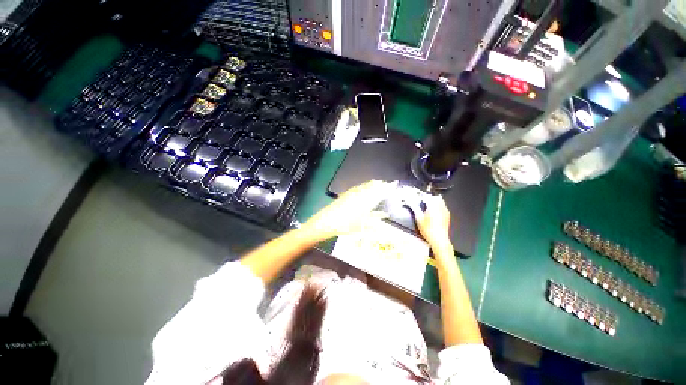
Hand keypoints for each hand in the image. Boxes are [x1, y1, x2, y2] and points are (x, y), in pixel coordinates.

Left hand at [302, 180, 395, 240]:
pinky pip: (359, 187)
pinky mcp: (346, 193)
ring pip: (366, 185)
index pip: (380, 192)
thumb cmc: (346, 225)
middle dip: (382, 185)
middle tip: (388, 184)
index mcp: (366, 201)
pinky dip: (365, 185)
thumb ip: (375, 218)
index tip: (394, 185)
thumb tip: (385, 215)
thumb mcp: (363, 225)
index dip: (388, 188)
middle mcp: (360, 194)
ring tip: (380, 183)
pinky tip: (365, 186)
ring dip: (374, 184)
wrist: (327, 221)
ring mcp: (352, 193)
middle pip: (373, 186)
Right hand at [412, 194, 451, 250]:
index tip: (415, 198)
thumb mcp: (418, 218)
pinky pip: (442, 205)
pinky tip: (432, 212)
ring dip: (433, 201)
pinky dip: (437, 205)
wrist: (439, 240)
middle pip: (434, 196)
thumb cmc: (427, 229)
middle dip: (427, 197)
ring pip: (439, 200)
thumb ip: (414, 207)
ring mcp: (445, 210)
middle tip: (420, 202)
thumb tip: (408, 201)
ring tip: (426, 207)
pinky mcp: (447, 215)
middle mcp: (441, 206)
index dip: (419, 196)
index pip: (426, 196)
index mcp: (433, 205)